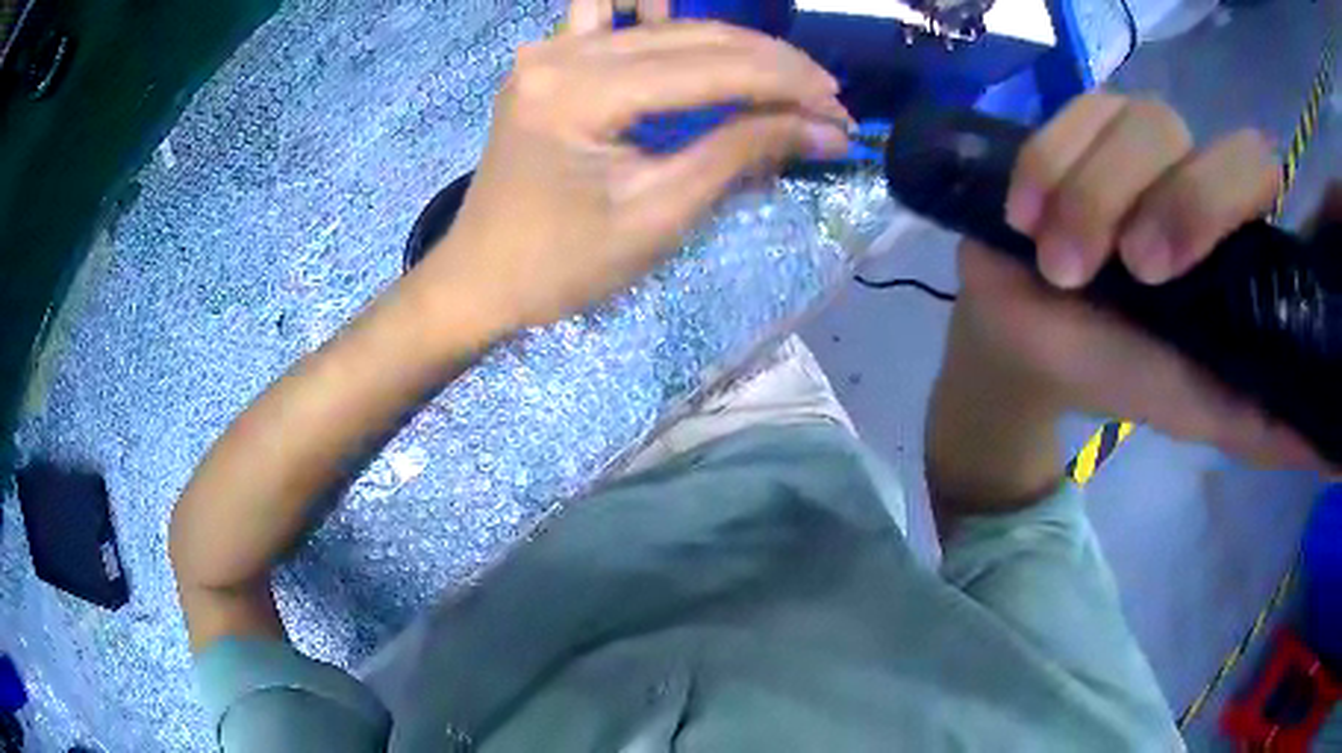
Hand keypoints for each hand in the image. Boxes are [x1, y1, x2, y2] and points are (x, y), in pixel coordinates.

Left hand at [414, 0, 849, 334]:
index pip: (711, 66)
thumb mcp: (658, 214)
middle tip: (826, 103)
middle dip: (772, 65)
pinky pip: (615, 24)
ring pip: (665, 26)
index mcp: (580, 92)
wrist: (480, 279)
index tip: (840, 113)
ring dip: (733, 48)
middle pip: (693, 35)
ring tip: (784, 81)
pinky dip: (666, 29)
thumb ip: (741, 153)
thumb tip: (823, 130)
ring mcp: (550, 50)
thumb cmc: (561, 266)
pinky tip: (699, 48)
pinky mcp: (549, 61)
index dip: (787, 84)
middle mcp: (561, 51)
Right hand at [955, 93, 1334, 467]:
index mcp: (1226, 228)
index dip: (1220, 199)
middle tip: (1131, 269)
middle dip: (1165, 199)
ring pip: (1135, 121)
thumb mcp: (1190, 406)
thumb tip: (1316, 443)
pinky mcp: (1079, 127)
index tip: (1167, 275)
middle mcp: (1190, 168)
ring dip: (1092, 196)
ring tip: (1058, 266)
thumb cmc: (1118, 370)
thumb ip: (1249, 416)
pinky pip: (1071, 114)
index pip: (1252, 167)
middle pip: (1193, 135)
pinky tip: (1024, 217)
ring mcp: (1134, 140)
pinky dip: (1046, 165)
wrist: (1031, 346)